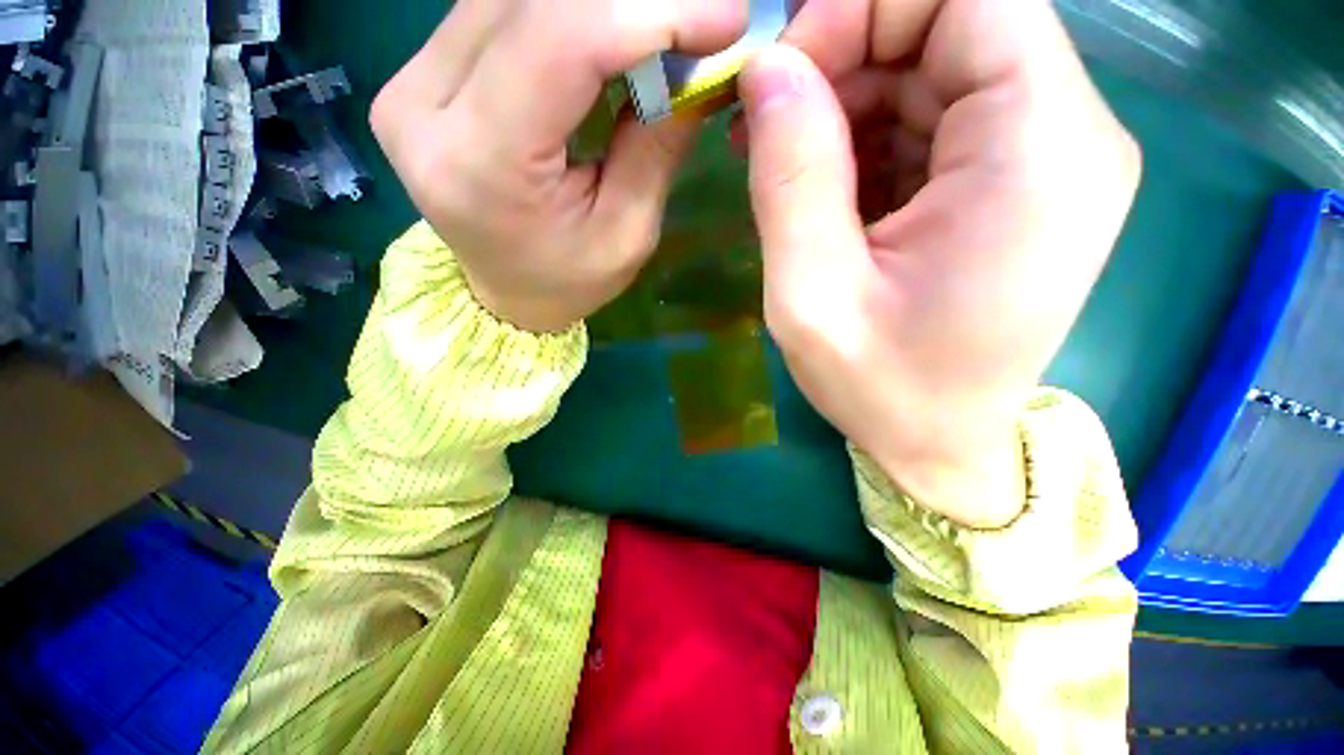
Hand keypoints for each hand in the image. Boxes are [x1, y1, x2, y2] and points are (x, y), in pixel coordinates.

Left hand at [371, 0, 745, 331]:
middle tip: (696, 20)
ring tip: (657, 32)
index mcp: (481, 164)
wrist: (506, 294)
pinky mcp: (419, 72)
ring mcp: (409, 80)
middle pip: (533, 1)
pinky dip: (565, 13)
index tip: (724, 19)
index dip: (651, 13)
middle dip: (631, 2)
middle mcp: (423, 106)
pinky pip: (499, 9)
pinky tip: (609, 33)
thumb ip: (658, 143)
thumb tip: (703, 62)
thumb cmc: (569, 280)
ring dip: (597, 6)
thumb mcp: (627, 233)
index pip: (561, 44)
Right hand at [739, 0, 1140, 527]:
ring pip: (933, 68)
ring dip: (845, 99)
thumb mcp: (811, 297)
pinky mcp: (1009, 182)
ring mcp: (1040, 156)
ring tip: (777, 157)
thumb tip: (767, 70)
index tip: (781, 76)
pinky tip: (816, 183)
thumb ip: (790, 179)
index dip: (863, 10)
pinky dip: (863, 133)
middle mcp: (1064, 134)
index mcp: (1038, 153)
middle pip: (950, 23)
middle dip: (844, 54)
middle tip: (765, 120)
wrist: (937, 443)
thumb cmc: (880, 389)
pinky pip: (930, 117)